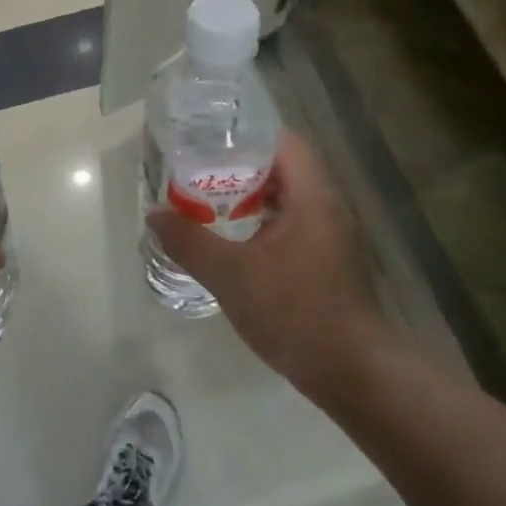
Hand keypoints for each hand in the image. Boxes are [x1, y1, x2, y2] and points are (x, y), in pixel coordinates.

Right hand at [147, 129, 386, 407]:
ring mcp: (330, 235)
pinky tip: (232, 240)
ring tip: (206, 200)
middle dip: (239, 166)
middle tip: (196, 170)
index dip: (246, 134)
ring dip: (249, 197)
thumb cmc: (294, 311)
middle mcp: (327, 206)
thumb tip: (155, 215)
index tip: (208, 139)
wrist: (350, 371)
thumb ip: (189, 241)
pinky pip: (291, 224)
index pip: (283, 141)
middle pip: (282, 167)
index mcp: (312, 196)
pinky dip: (261, 222)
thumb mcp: (231, 275)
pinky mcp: (327, 260)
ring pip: (286, 198)